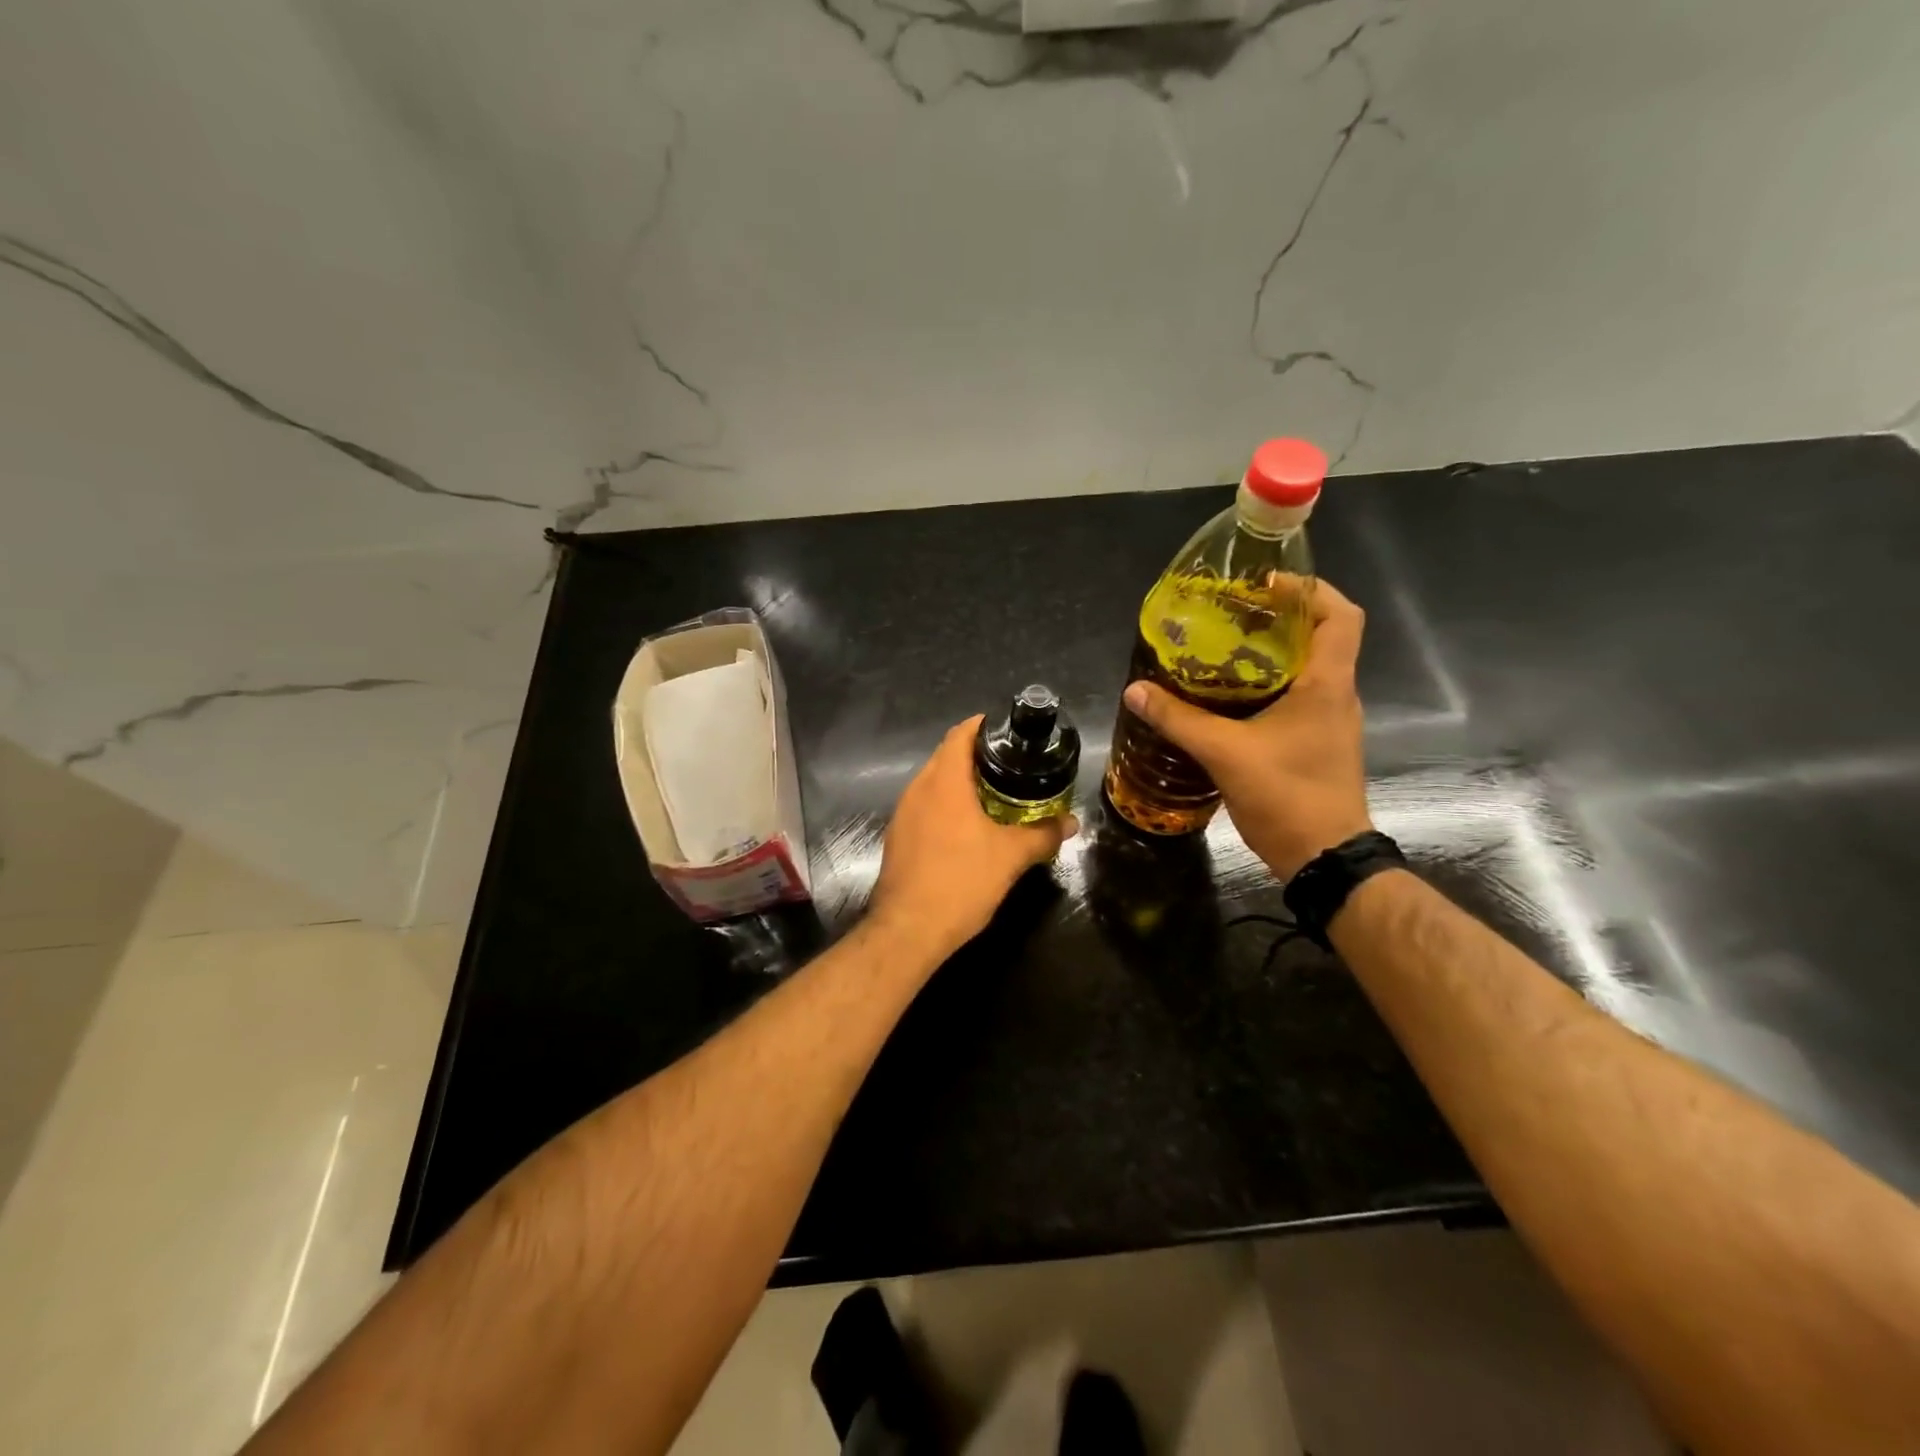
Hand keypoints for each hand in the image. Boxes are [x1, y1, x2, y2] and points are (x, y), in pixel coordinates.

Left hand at [869, 716, 1076, 959]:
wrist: (908, 931)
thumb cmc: (961, 882)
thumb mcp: (1011, 857)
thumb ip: (1044, 834)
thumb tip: (1072, 822)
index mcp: (943, 782)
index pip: (960, 735)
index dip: (983, 726)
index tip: (1008, 731)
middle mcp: (917, 789)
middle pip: (946, 756)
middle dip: (976, 755)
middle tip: (1011, 764)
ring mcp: (903, 814)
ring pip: (933, 783)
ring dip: (960, 782)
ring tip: (994, 793)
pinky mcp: (897, 837)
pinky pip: (924, 807)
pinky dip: (946, 805)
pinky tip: (967, 827)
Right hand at [1122, 578, 1371, 879]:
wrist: (1322, 858)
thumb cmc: (1286, 795)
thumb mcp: (1224, 753)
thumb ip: (1179, 719)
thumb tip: (1136, 691)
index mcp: (1327, 685)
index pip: (1341, 616)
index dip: (1310, 590)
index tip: (1267, 585)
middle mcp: (1336, 696)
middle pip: (1320, 638)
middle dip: (1279, 619)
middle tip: (1230, 615)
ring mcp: (1330, 722)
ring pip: (1306, 670)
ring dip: (1271, 655)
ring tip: (1222, 650)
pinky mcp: (1318, 744)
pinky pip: (1296, 699)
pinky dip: (1267, 687)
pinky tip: (1229, 699)